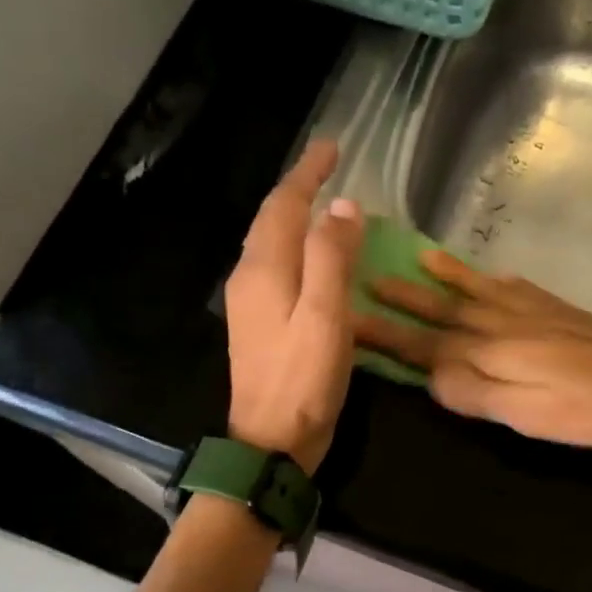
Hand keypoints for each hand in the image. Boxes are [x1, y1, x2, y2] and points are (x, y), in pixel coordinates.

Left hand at [225, 140, 363, 473]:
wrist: (269, 443)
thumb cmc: (302, 382)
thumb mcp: (325, 318)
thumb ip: (331, 259)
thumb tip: (342, 207)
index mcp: (265, 270)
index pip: (284, 205)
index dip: (307, 173)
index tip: (332, 147)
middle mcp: (250, 279)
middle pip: (271, 220)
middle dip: (298, 188)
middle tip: (328, 167)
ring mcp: (250, 304)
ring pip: (272, 243)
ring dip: (295, 217)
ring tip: (324, 202)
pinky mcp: (259, 325)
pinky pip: (277, 268)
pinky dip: (297, 248)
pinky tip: (315, 259)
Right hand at [354, 251, 591, 448]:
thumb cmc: (588, 406)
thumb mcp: (523, 410)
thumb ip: (472, 390)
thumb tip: (427, 375)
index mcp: (489, 350)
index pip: (424, 343)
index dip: (385, 334)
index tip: (347, 319)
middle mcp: (503, 323)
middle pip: (444, 310)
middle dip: (405, 296)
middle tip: (368, 276)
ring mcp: (534, 313)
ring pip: (477, 291)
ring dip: (446, 277)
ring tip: (420, 256)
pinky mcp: (561, 313)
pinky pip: (517, 288)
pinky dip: (495, 279)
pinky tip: (495, 276)